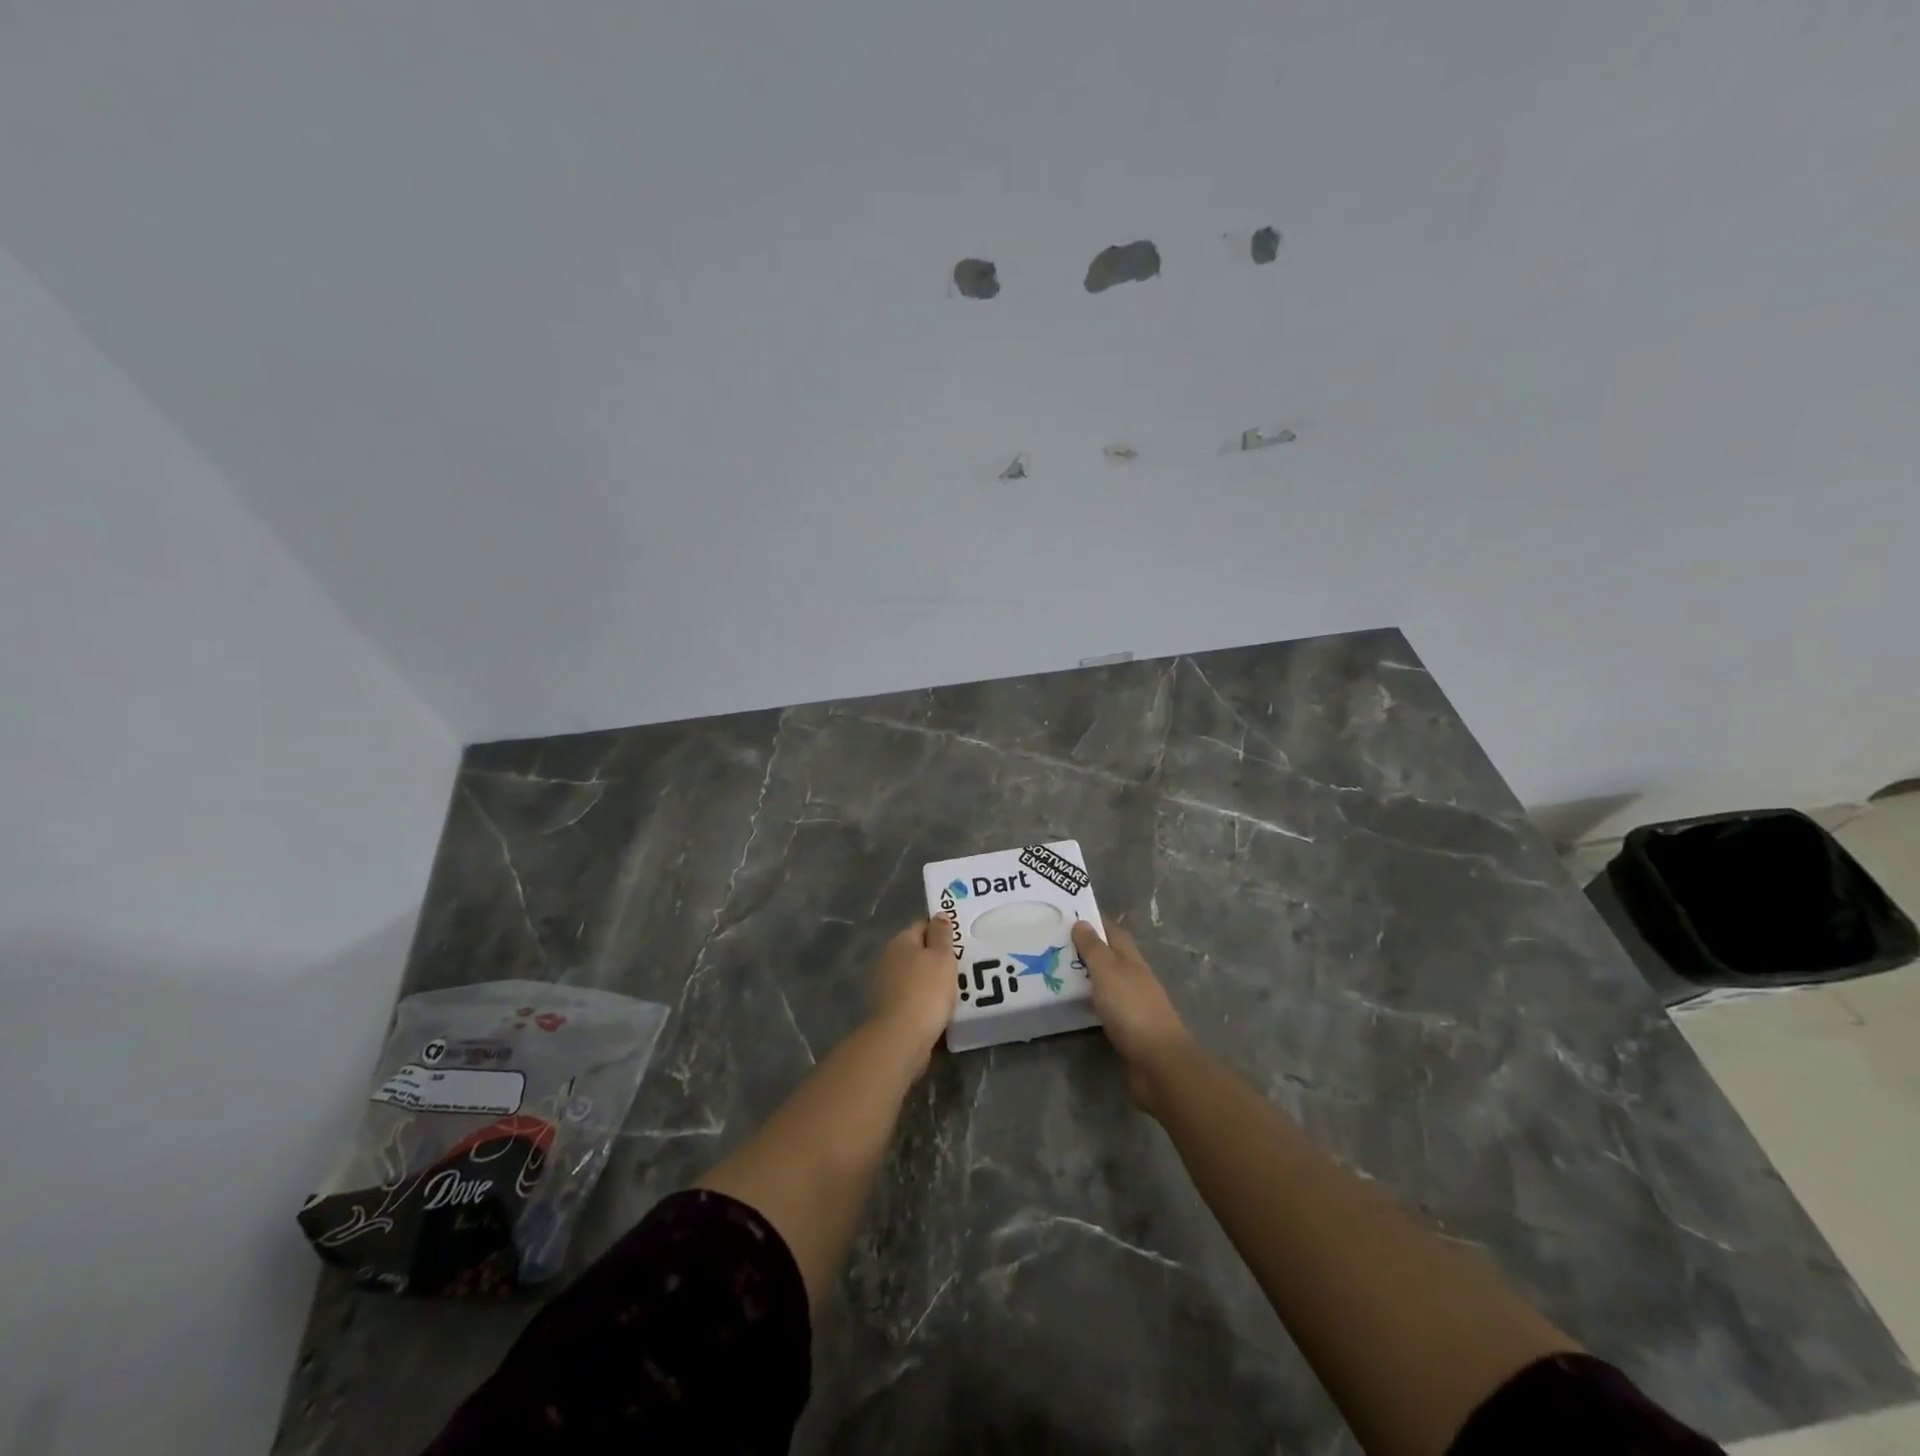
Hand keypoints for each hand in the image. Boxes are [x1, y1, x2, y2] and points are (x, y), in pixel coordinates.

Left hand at [870, 916, 959, 1070]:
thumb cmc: (926, 991)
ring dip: (931, 981)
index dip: (941, 932)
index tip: (960, 943)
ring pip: (915, 975)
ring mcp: (885, 985)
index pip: (923, 926)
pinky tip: (939, 1009)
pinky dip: (924, 1000)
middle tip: (961, 967)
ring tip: (955, 990)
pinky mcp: (888, 1009)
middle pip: (917, 951)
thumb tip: (939, 914)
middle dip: (937, 958)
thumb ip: (941, 934)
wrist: (901, 1038)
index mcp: (900, 941)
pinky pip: (912, 997)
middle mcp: (888, 959)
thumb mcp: (942, 957)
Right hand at [1072, 921, 1193, 1112]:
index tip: (1068, 916)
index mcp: (1131, 959)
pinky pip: (1103, 1006)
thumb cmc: (1131, 1008)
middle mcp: (1133, 977)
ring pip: (1105, 981)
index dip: (1093, 922)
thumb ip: (1093, 948)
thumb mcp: (1107, 971)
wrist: (1157, 1062)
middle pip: (1109, 956)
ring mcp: (1132, 1003)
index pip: (1112, 931)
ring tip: (1054, 972)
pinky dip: (1088, 1000)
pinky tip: (1072, 1003)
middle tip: (1052, 945)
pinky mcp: (1126, 1028)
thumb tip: (1082, 923)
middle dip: (1085, 949)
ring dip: (1085, 975)